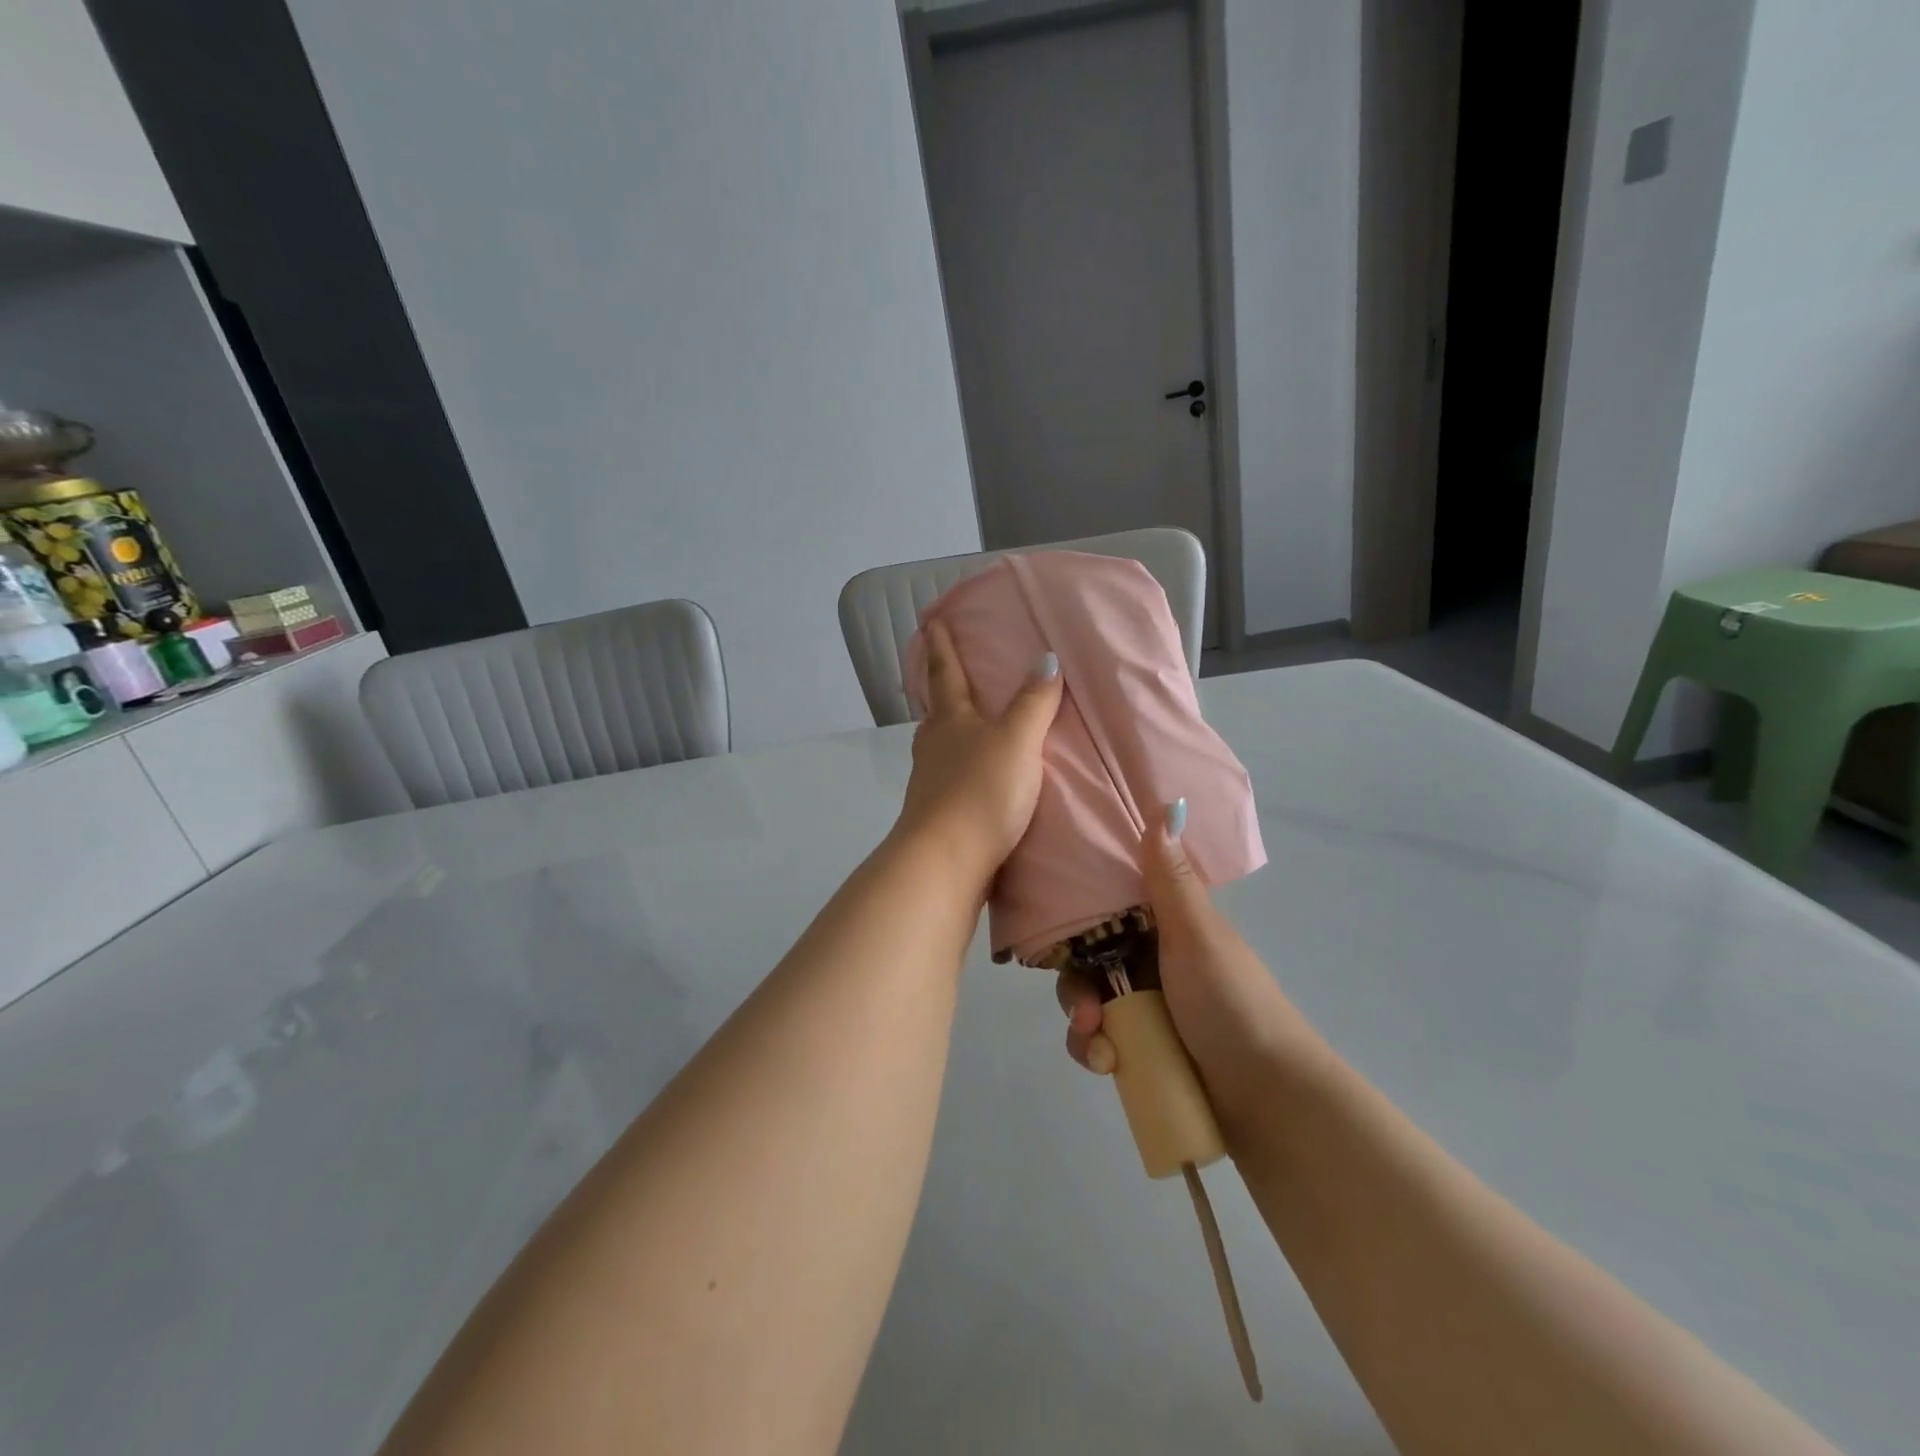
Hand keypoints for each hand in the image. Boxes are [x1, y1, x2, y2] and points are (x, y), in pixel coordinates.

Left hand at [893, 620, 1063, 885]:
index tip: (930, 622)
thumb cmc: (980, 792)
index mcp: (951, 721)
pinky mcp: (939, 816)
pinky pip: (953, 782)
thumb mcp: (1016, 741)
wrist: (945, 862)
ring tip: (972, 731)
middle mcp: (934, 747)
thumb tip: (1046, 658)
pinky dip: (965, 772)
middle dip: (944, 694)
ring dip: (953, 735)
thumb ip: (1033, 703)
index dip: (940, 647)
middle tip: (953, 681)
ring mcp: (931, 784)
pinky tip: (980, 782)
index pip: (945, 674)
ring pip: (941, 748)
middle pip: (937, 713)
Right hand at [1059, 802, 1322, 1134]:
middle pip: (1086, 960)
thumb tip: (1166, 802)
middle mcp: (1150, 962)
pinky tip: (1109, 1065)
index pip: (1104, 908)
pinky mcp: (1142, 1049)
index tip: (1057, 934)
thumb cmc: (1231, 1003)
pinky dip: (1095, 1052)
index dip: (1075, 918)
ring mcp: (1146, 1008)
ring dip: (1082, 1024)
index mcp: (1164, 926)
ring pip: (1087, 1002)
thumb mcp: (1197, 936)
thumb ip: (1170, 879)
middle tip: (1087, 1011)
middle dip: (1076, 986)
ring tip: (1102, 1048)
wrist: (1269, 1098)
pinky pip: (1098, 1041)